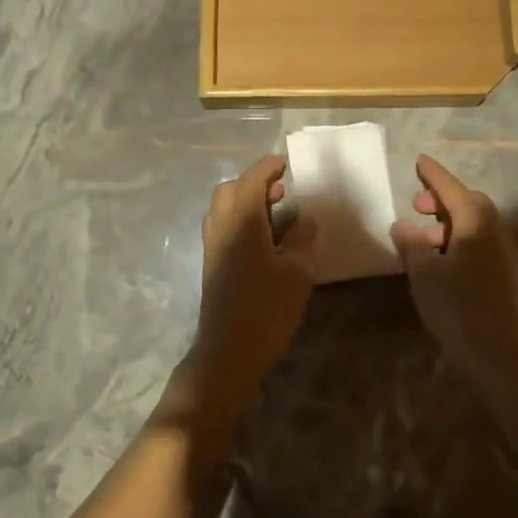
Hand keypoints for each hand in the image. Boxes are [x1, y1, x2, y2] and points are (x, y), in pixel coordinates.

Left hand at [185, 155, 319, 412]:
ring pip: (223, 209)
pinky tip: (264, 241)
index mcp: (241, 222)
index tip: (286, 164)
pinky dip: (240, 221)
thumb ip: (302, 239)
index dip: (268, 168)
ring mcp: (212, 247)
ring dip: (246, 202)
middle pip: (230, 190)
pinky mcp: (211, 265)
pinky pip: (223, 228)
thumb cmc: (267, 310)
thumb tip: (306, 217)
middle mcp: (221, 227)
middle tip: (283, 192)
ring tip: (277, 215)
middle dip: (254, 183)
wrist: (228, 353)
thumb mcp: (297, 274)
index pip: (251, 180)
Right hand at [390, 155, 517, 400]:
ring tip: (423, 237)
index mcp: (475, 221)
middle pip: (467, 202)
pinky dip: (459, 239)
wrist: (501, 356)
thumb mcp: (424, 272)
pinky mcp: (506, 273)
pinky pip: (479, 241)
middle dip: (441, 199)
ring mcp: (504, 252)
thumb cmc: (458, 307)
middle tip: (417, 204)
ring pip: (474, 223)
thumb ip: (411, 243)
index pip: (450, 187)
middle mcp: (495, 229)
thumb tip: (402, 225)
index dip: (432, 173)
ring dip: (448, 222)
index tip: (419, 160)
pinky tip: (440, 260)